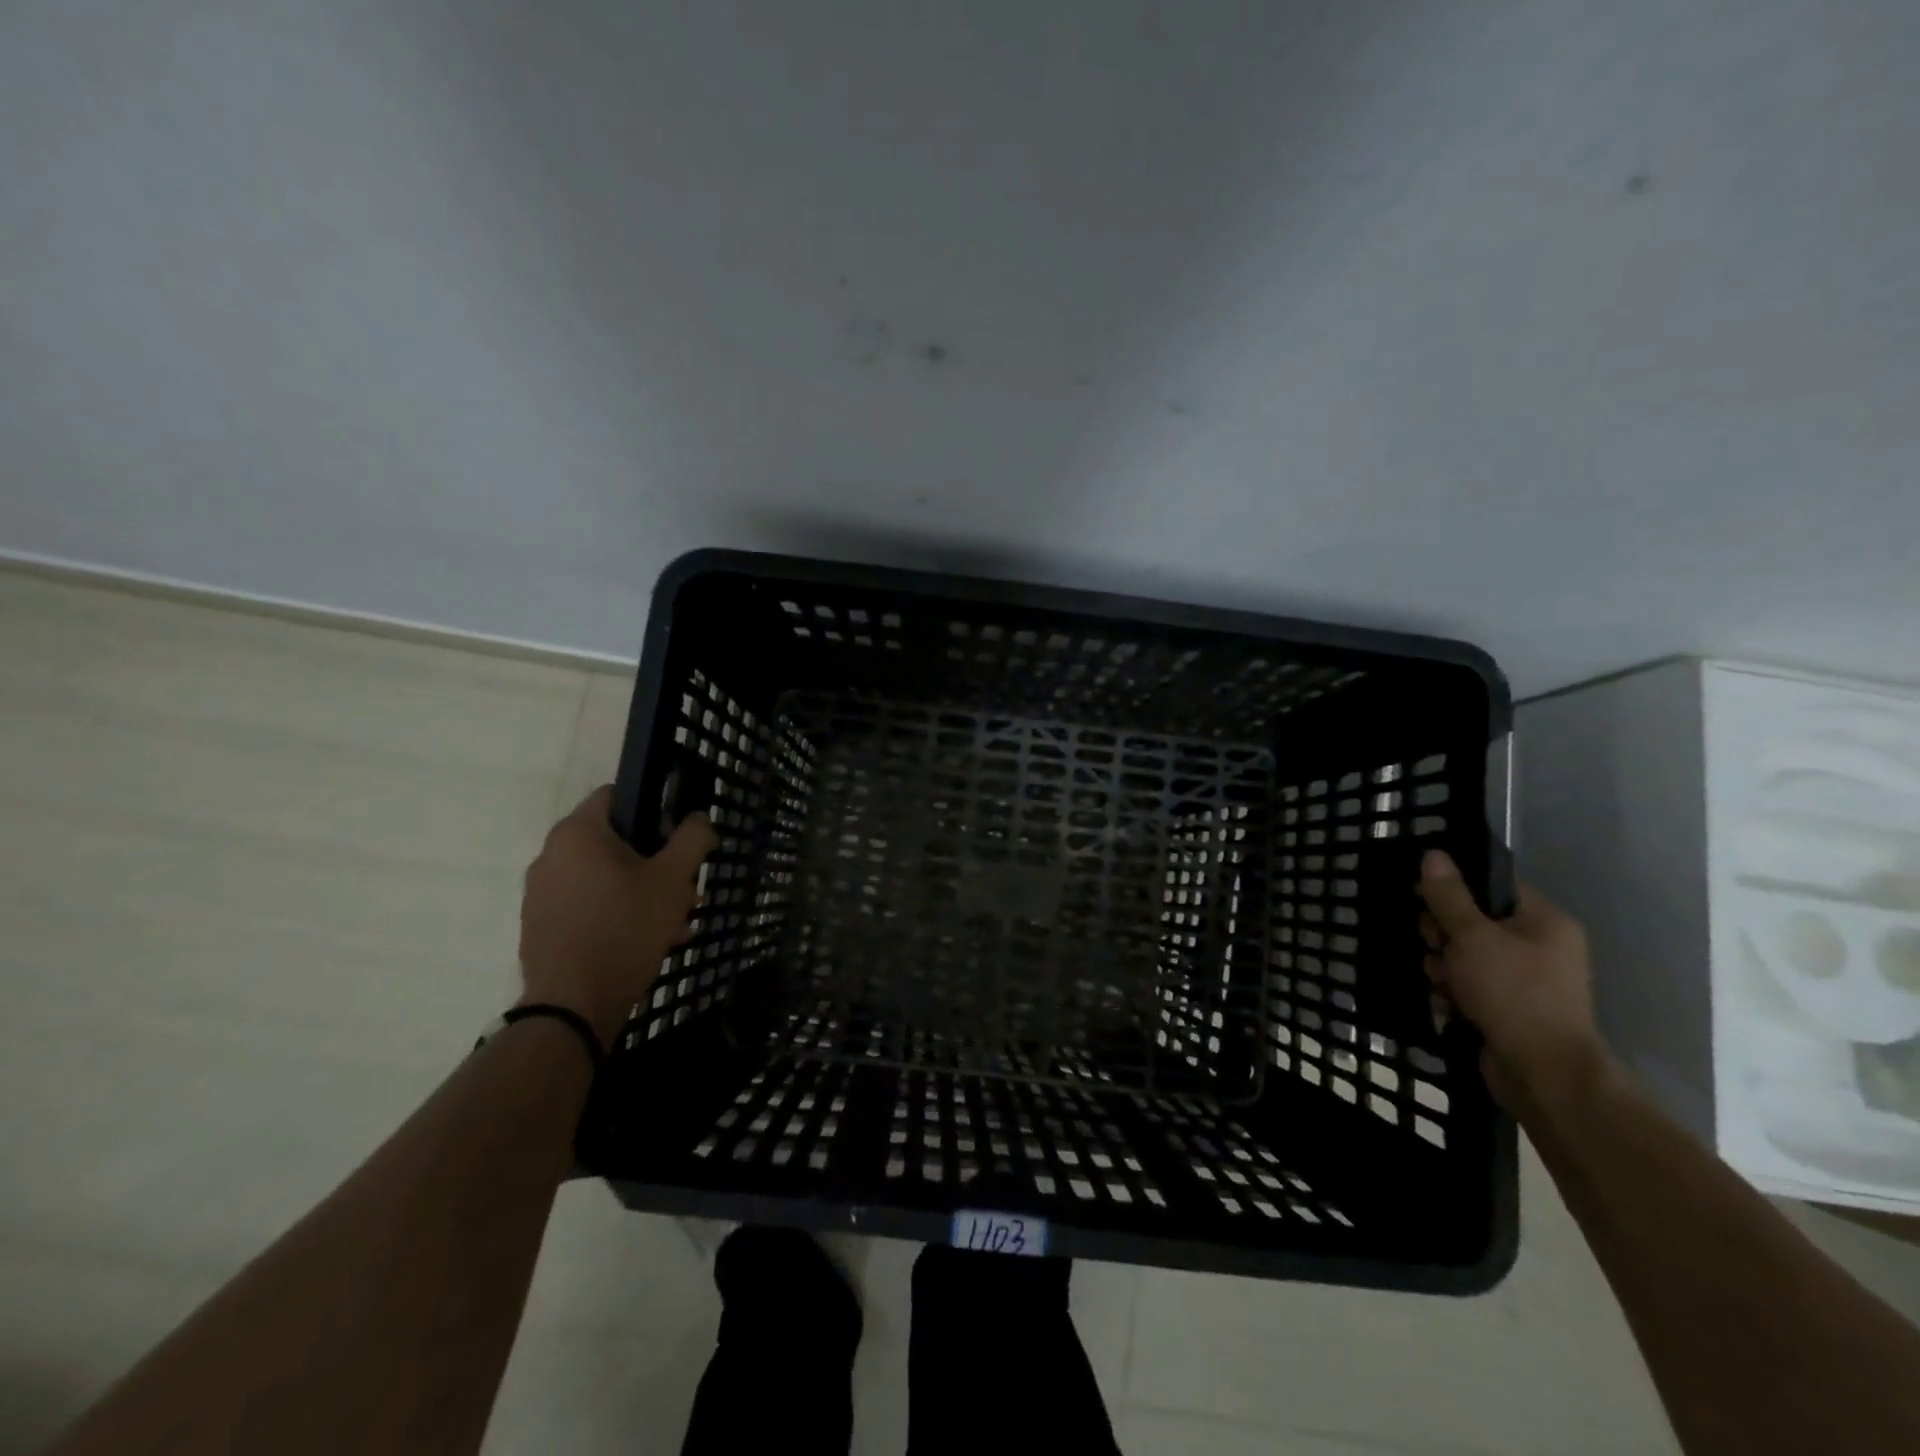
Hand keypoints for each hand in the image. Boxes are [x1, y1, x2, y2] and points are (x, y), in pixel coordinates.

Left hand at [518, 786, 716, 1047]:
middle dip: (655, 861)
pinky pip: (587, 905)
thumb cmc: (625, 929)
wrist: (573, 1007)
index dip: (653, 808)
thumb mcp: (672, 880)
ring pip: (604, 877)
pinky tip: (646, 941)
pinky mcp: (541, 925)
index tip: (677, 837)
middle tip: (684, 889)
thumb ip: (691, 839)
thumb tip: (697, 819)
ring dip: (641, 891)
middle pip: (615, 841)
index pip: (616, 794)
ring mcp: (541, 893)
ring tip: (673, 922)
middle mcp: (551, 855)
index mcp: (577, 833)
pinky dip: (617, 912)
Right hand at [1416, 850, 1611, 1112]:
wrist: (1542, 1073)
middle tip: (1434, 946)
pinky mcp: (1506, 1008)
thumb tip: (1433, 854)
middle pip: (1471, 921)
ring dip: (1442, 968)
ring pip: (1462, 956)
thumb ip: (1449, 896)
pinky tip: (1445, 1006)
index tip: (1425, 900)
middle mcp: (1538, 946)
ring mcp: (1523, 980)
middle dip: (1442, 935)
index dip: (1454, 888)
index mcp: (1543, 921)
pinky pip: (1467, 986)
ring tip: (1442, 984)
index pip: (1492, 885)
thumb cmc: (1512, 993)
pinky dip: (1451, 994)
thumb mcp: (1472, 937)